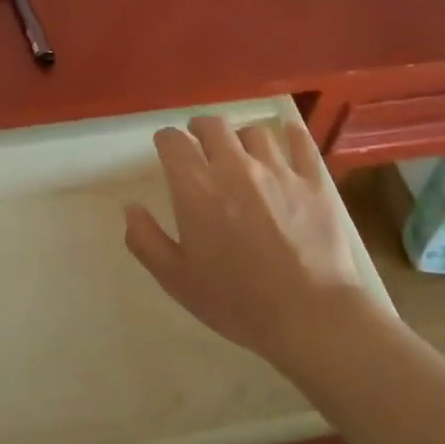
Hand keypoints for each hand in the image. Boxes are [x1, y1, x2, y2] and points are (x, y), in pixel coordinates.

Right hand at [125, 116, 368, 374]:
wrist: (310, 317)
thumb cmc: (237, 302)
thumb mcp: (177, 280)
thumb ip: (146, 241)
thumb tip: (131, 208)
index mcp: (197, 188)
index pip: (173, 142)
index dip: (166, 140)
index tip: (165, 147)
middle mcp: (234, 167)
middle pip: (213, 126)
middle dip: (200, 128)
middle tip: (199, 141)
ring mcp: (278, 170)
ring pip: (255, 133)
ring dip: (242, 138)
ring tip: (242, 151)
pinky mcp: (313, 181)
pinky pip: (301, 143)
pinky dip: (292, 135)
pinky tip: (288, 135)